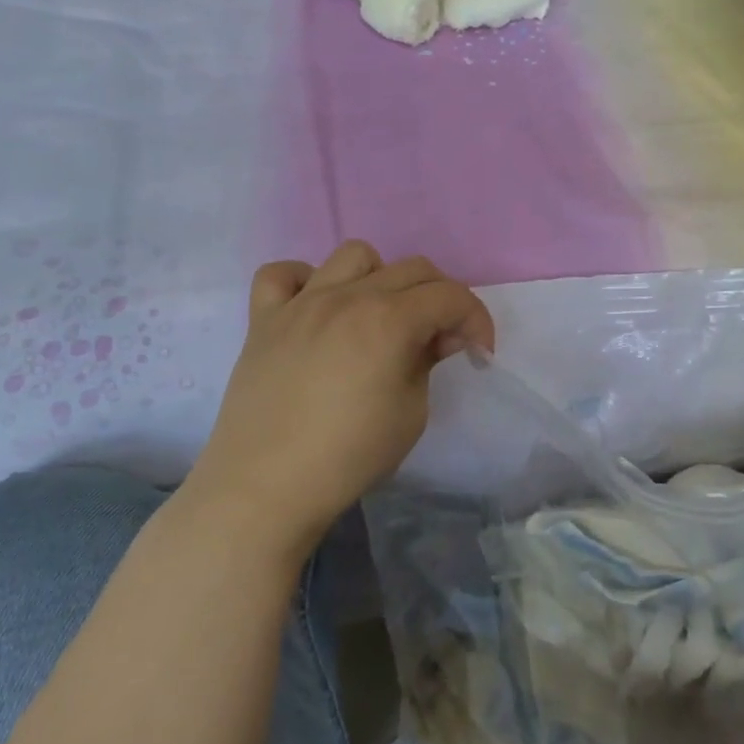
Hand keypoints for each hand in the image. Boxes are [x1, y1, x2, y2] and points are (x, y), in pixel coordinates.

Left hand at [180, 241, 494, 566]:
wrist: (266, 487)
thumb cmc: (350, 455)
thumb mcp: (412, 412)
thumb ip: (428, 361)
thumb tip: (435, 337)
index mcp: (389, 320)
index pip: (451, 296)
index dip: (477, 320)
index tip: (479, 352)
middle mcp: (347, 297)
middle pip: (412, 269)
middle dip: (441, 299)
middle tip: (439, 342)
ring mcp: (301, 303)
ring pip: (354, 255)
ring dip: (381, 278)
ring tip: (379, 316)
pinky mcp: (263, 319)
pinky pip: (282, 274)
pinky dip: (306, 281)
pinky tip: (316, 309)